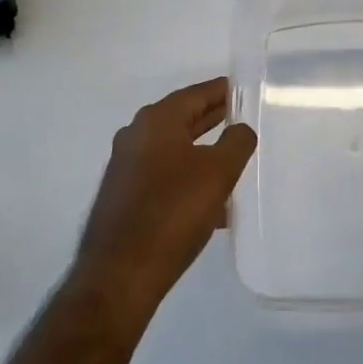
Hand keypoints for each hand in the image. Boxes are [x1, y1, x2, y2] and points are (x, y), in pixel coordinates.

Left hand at [71, 78, 255, 334]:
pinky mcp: (124, 198)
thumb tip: (241, 129)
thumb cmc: (172, 212)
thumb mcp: (218, 173)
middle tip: (242, 118)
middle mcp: (136, 137)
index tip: (243, 89)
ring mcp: (126, 168)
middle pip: (182, 119)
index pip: (195, 94)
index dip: (221, 91)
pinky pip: (164, 177)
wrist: (120, 274)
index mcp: (156, 121)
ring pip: (174, 150)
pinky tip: (213, 205)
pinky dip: (188, 179)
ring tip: (234, 161)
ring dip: (202, 153)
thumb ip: (236, 142)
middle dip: (212, 119)